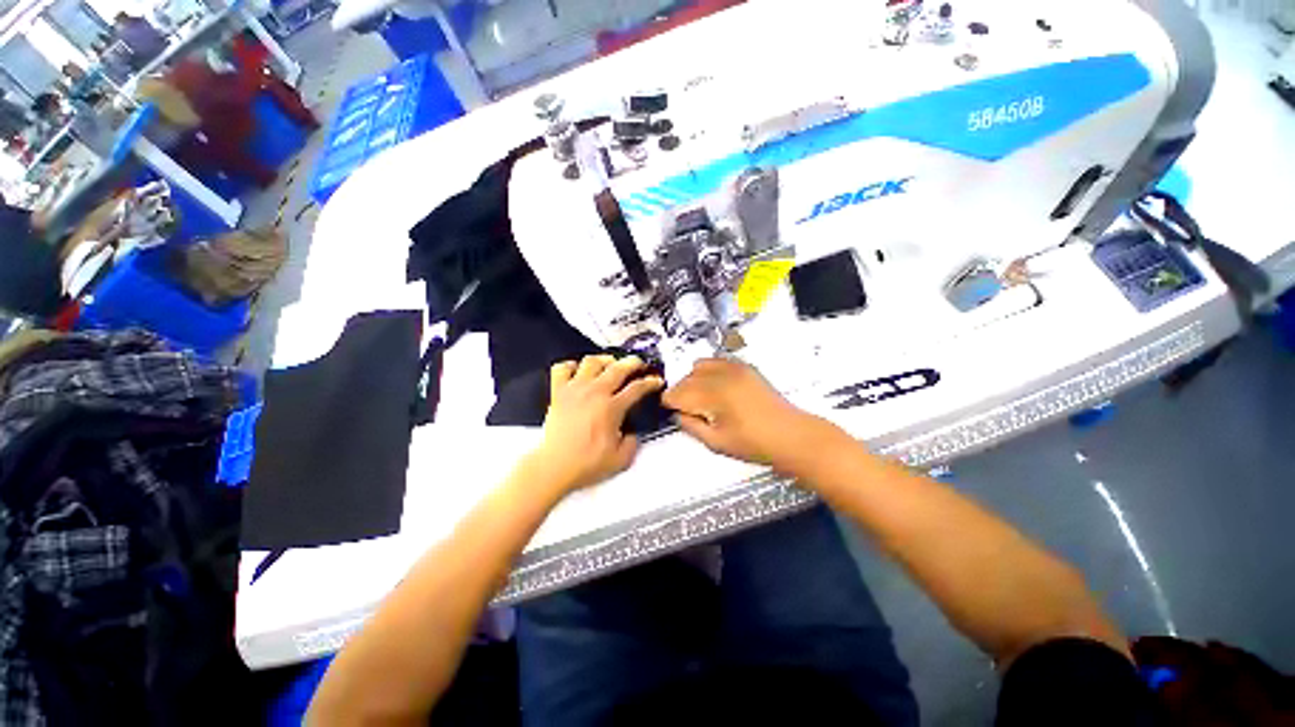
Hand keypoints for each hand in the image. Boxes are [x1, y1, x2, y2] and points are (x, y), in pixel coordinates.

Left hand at [530, 355, 664, 492]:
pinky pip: (562, 368)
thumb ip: (633, 442)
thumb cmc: (587, 464)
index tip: (657, 381)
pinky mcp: (557, 392)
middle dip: (633, 362)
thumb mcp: (621, 459)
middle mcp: (595, 392)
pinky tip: (578, 371)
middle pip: (618, 367)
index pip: (637, 388)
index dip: (650, 382)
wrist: (554, 467)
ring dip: (604, 360)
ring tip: (610, 363)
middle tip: (639, 364)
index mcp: (612, 407)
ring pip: (591, 361)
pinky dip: (571, 366)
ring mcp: (574, 389)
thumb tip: (632, 431)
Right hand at [663, 359, 833, 470]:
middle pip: (685, 378)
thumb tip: (677, 414)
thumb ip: (690, 426)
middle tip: (688, 410)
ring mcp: (733, 368)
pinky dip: (709, 371)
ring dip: (693, 380)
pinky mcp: (744, 366)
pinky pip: (716, 360)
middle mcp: (720, 376)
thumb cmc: (754, 444)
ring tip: (702, 398)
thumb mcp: (715, 443)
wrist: (790, 435)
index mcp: (712, 396)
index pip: (676, 393)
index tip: (671, 411)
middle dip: (681, 393)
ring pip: (697, 366)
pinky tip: (716, 387)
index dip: (669, 403)